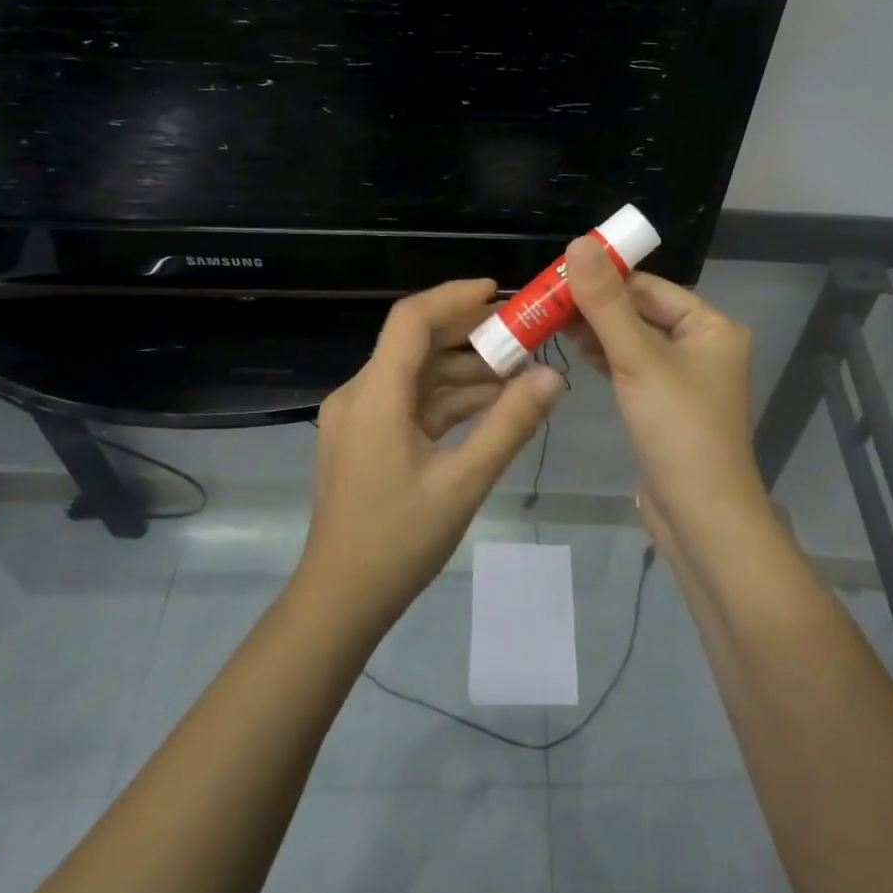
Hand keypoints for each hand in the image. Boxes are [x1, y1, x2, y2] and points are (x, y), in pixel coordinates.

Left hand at [300, 279, 565, 626]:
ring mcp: (357, 418)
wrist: (339, 600)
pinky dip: (446, 400)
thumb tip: (552, 379)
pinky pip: (408, 403)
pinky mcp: (363, 439)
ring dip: (462, 371)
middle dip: (468, 335)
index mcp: (375, 396)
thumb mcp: (464, 483)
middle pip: (414, 344)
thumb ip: (509, 426)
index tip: (498, 293)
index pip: (411, 320)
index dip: (454, 297)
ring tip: (517, 374)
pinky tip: (488, 406)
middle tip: (521, 335)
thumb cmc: (398, 542)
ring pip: (415, 375)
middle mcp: (359, 395)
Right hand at [562, 239, 767, 548]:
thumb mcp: (638, 359)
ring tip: (552, 323)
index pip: (649, 286)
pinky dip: (607, 358)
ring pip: (634, 340)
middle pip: (641, 311)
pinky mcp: (666, 405)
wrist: (701, 518)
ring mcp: (685, 378)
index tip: (558, 275)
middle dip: (597, 306)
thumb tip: (580, 243)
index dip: (604, 277)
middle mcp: (703, 346)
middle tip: (546, 301)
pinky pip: (634, 367)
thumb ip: (606, 303)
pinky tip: (577, 351)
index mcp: (711, 327)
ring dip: (598, 331)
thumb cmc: (677, 430)